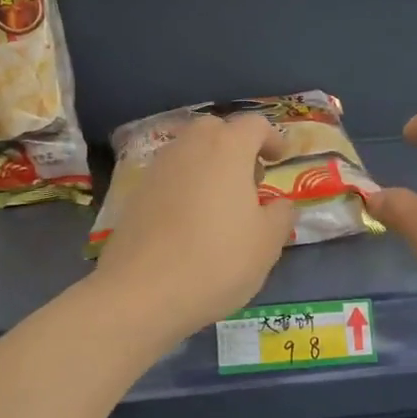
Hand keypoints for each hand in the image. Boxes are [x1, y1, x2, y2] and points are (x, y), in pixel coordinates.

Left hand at [92, 113, 294, 343]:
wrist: (143, 292)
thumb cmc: (218, 261)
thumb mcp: (267, 243)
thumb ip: (281, 215)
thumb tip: (279, 204)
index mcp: (227, 149)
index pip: (254, 125)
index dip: (272, 138)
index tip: (280, 159)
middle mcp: (189, 147)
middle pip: (216, 130)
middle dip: (236, 146)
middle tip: (250, 179)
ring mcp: (157, 168)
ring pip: (189, 152)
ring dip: (209, 166)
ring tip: (223, 203)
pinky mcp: (136, 194)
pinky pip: (170, 176)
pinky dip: (186, 186)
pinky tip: (192, 221)